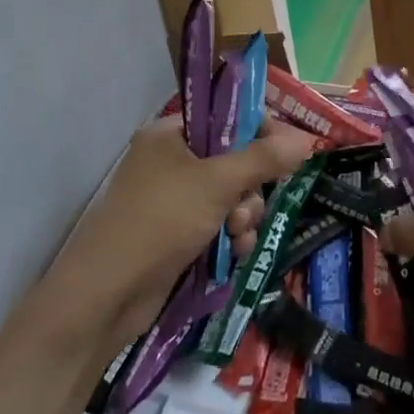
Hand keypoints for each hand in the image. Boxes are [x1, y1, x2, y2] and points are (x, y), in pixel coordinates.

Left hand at [43, 117, 311, 352]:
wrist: (106, 295)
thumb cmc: (160, 221)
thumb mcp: (216, 184)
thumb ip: (264, 159)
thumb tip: (308, 139)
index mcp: (170, 134)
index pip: (227, 117)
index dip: (261, 132)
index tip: (289, 152)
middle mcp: (171, 161)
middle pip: (233, 159)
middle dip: (250, 187)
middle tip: (248, 205)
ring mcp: (172, 200)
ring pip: (230, 196)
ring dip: (243, 216)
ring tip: (237, 234)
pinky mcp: (175, 235)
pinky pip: (218, 224)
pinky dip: (230, 236)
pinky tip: (234, 252)